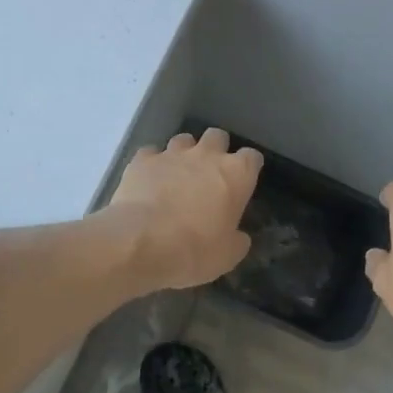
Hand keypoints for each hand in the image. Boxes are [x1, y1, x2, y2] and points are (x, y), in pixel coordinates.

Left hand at [104, 128, 262, 290]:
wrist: (140, 242)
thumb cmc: (194, 250)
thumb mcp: (228, 256)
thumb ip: (237, 239)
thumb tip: (238, 236)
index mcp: (236, 175)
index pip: (252, 158)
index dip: (248, 168)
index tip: (243, 182)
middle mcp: (206, 155)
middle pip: (217, 137)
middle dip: (216, 150)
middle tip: (209, 174)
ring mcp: (172, 154)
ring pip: (183, 140)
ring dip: (184, 154)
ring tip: (177, 175)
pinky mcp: (142, 160)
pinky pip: (151, 153)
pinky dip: (152, 165)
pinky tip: (148, 181)